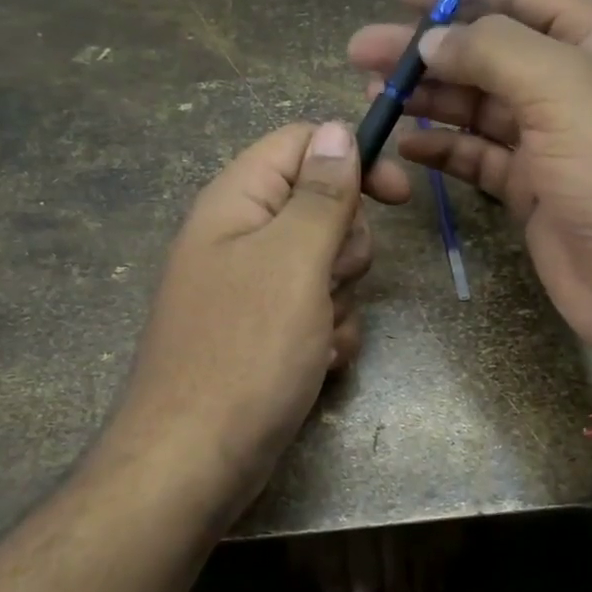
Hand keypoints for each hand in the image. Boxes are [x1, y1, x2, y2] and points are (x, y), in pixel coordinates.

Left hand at [108, 121, 405, 518]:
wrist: (194, 461)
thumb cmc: (245, 352)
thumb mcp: (293, 261)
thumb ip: (319, 193)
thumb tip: (335, 129)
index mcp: (236, 202)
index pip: (301, 144)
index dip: (352, 158)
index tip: (397, 195)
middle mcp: (240, 238)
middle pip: (321, 208)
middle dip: (345, 247)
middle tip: (331, 281)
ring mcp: (252, 290)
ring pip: (327, 266)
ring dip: (341, 300)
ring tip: (318, 336)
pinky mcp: (264, 334)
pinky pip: (317, 312)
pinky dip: (328, 335)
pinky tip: (317, 364)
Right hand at [348, 0, 591, 368]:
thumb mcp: (563, 90)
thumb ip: (493, 52)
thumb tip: (432, 40)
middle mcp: (572, 86)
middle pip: (488, 53)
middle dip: (428, 50)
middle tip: (363, 52)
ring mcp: (550, 141)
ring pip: (477, 106)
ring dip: (428, 98)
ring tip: (374, 96)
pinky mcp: (531, 190)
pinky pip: (477, 157)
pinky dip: (442, 150)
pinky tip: (406, 147)